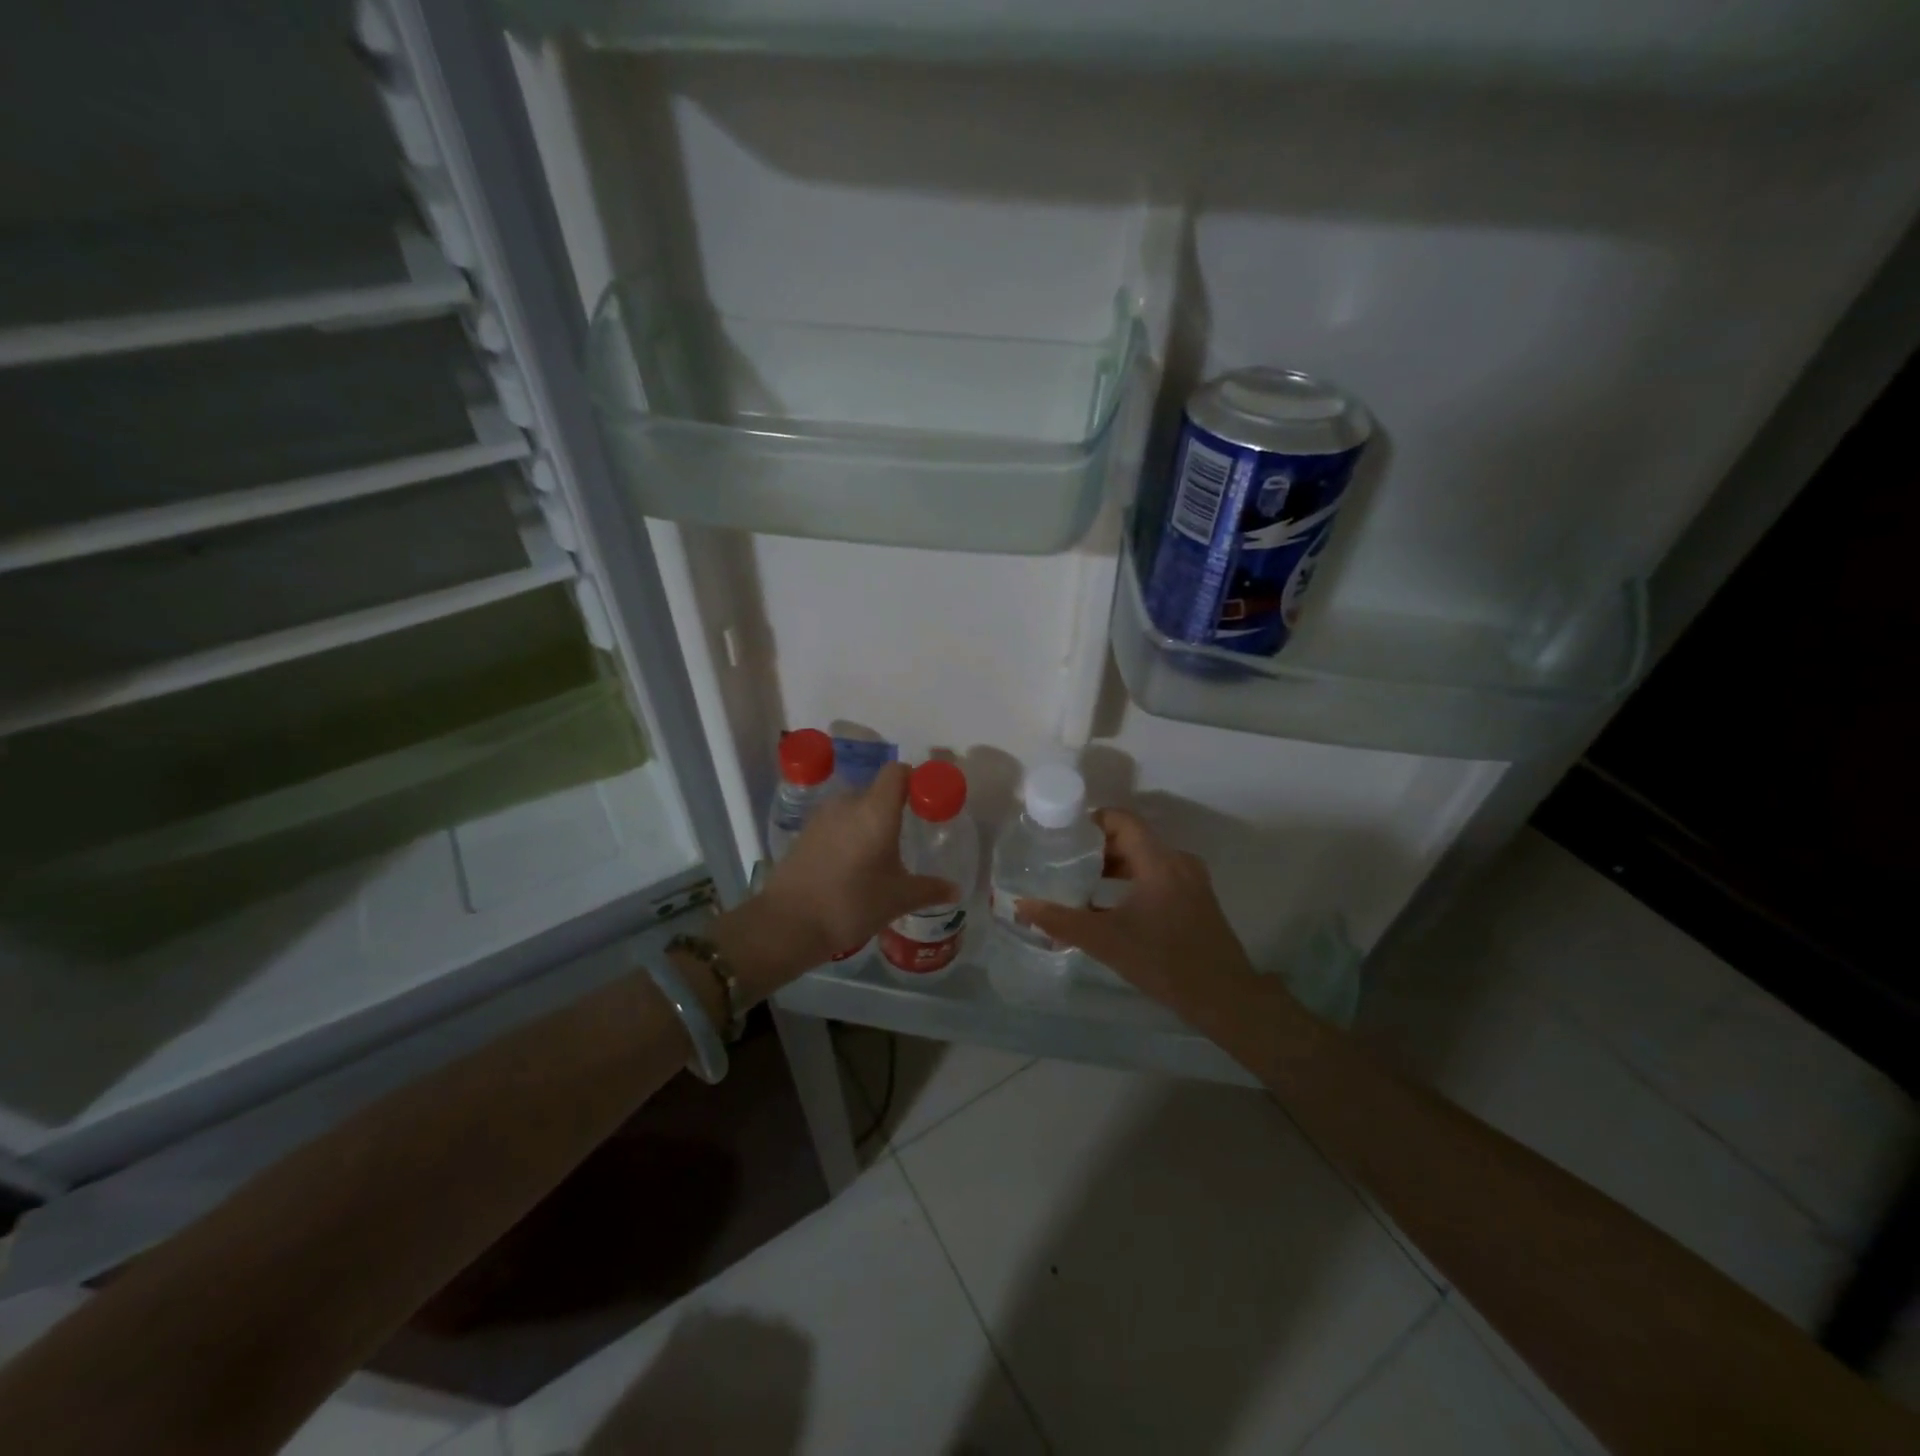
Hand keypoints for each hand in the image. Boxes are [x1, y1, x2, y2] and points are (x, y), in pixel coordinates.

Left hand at [714, 763, 956, 998]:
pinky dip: (848, 834)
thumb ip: (930, 889)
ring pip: (854, 808)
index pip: (897, 772)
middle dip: (893, 808)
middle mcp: (848, 803)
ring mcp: (822, 816)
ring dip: (868, 822)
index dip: (914, 779)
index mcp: (876, 810)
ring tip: (879, 853)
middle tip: (907, 835)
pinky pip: (836, 823)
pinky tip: (852, 864)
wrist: (788, 923)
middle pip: (876, 790)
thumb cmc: (852, 904)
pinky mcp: (805, 833)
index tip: (926, 801)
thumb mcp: (898, 899)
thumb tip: (955, 890)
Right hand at [1016, 808, 1254, 1008]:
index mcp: (1158, 860)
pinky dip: (1133, 880)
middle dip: (1097, 847)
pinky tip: (1112, 906)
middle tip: (1064, 862)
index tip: (1062, 835)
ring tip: (1082, 884)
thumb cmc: (1165, 961)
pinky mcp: (1196, 899)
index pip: (1121, 819)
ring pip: (1146, 858)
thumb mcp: (1106, 941)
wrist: (1225, 998)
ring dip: (1115, 866)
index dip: (1091, 821)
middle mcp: (1177, 861)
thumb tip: (1021, 906)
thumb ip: (1061, 921)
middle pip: (1132, 838)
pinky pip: (1159, 875)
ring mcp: (1191, 880)